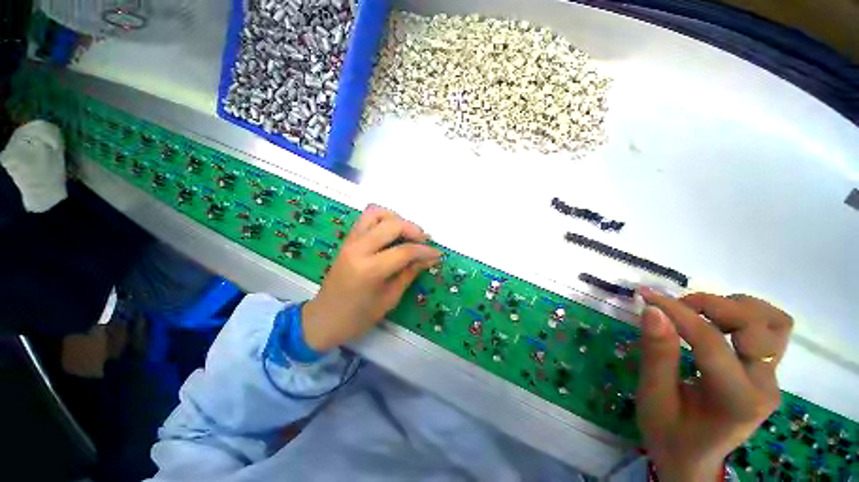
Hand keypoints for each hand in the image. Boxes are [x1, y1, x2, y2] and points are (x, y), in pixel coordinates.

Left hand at [302, 205, 440, 351]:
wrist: (324, 319)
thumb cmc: (358, 317)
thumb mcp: (390, 298)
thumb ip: (410, 273)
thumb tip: (430, 258)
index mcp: (370, 269)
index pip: (405, 251)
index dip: (425, 251)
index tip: (438, 253)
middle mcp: (359, 249)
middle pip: (392, 225)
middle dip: (414, 230)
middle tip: (425, 241)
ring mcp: (350, 241)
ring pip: (377, 213)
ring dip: (396, 219)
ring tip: (407, 233)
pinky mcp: (347, 239)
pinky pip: (366, 218)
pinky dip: (383, 219)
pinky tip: (392, 232)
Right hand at [636, 288, 792, 481]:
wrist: (692, 458)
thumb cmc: (668, 433)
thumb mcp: (653, 398)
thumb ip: (657, 355)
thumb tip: (652, 310)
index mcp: (736, 401)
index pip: (712, 342)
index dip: (677, 313)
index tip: (646, 296)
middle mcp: (764, 386)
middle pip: (754, 325)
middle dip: (711, 306)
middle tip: (674, 308)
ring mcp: (771, 378)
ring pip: (771, 322)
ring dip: (733, 307)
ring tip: (697, 313)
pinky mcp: (767, 372)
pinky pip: (772, 330)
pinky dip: (746, 314)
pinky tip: (718, 322)